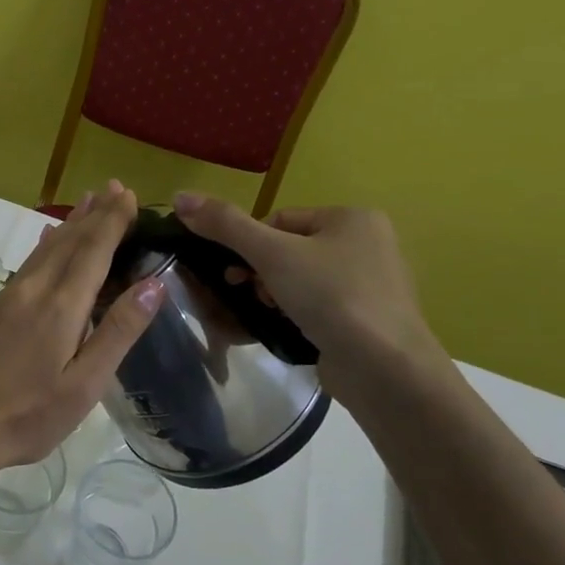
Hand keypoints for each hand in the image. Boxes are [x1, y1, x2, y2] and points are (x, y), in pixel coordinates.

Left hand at [0, 182, 163, 483]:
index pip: (93, 250)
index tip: (128, 195)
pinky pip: (29, 262)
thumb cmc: (28, 415)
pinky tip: (48, 238)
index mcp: (61, 306)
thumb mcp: (84, 384)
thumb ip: (118, 332)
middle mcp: (34, 289)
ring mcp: (9, 296)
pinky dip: (46, 243)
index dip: (112, 221)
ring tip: (87, 201)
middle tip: (113, 187)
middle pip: (69, 241)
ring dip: (70, 223)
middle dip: (94, 213)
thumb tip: (153, 284)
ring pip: (46, 248)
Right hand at [172, 192, 446, 407]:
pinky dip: (297, 315)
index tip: (237, 272)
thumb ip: (225, 224)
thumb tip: (180, 196)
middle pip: (289, 249)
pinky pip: (318, 307)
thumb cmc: (331, 297)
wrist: (385, 369)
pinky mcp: (367, 320)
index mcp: (352, 218)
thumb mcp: (271, 253)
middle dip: (261, 272)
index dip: (250, 244)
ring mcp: (371, 285)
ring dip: (275, 294)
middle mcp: (368, 245)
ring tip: (269, 313)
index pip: (280, 220)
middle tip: (249, 293)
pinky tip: (287, 329)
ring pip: (302, 280)